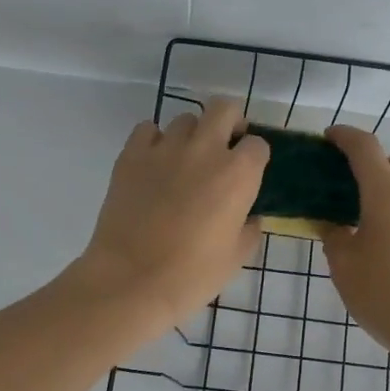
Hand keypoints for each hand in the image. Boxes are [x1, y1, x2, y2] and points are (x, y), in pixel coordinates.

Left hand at [71, 97, 269, 337]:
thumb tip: (249, 216)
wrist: (131, 281)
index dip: (255, 158)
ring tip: (184, 161)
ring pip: (185, 119)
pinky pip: (147, 129)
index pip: (258, 144)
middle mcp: (205, 150)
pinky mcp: (131, 155)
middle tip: (224, 147)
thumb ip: (249, 229)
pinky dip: (153, 140)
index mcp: (238, 174)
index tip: (248, 173)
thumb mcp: (236, 257)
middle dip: (230, 122)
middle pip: (224, 109)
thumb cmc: (192, 275)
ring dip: (191, 135)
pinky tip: (153, 164)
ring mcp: (165, 148)